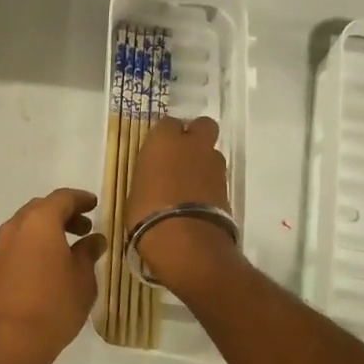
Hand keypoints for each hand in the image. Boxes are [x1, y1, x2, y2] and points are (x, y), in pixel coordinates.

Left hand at [0, 189, 105, 363]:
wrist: (8, 340)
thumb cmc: (53, 304)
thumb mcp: (82, 279)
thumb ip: (88, 253)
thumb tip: (94, 240)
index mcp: (40, 220)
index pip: (63, 197)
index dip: (81, 199)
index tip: (95, 205)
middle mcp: (18, 225)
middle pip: (43, 208)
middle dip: (65, 214)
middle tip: (86, 227)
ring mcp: (3, 245)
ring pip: (30, 225)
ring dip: (51, 229)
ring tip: (73, 247)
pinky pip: (21, 242)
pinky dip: (38, 243)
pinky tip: (54, 263)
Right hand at [127, 117, 238, 291]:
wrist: (185, 241)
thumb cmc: (147, 212)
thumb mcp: (136, 190)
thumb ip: (150, 175)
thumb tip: (155, 177)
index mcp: (164, 140)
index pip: (168, 122)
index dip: (165, 134)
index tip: (158, 148)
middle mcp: (192, 145)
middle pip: (203, 125)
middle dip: (196, 135)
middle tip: (182, 153)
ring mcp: (213, 165)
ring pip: (212, 152)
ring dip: (204, 161)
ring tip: (190, 182)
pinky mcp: (227, 187)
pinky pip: (217, 176)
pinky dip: (210, 183)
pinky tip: (198, 199)